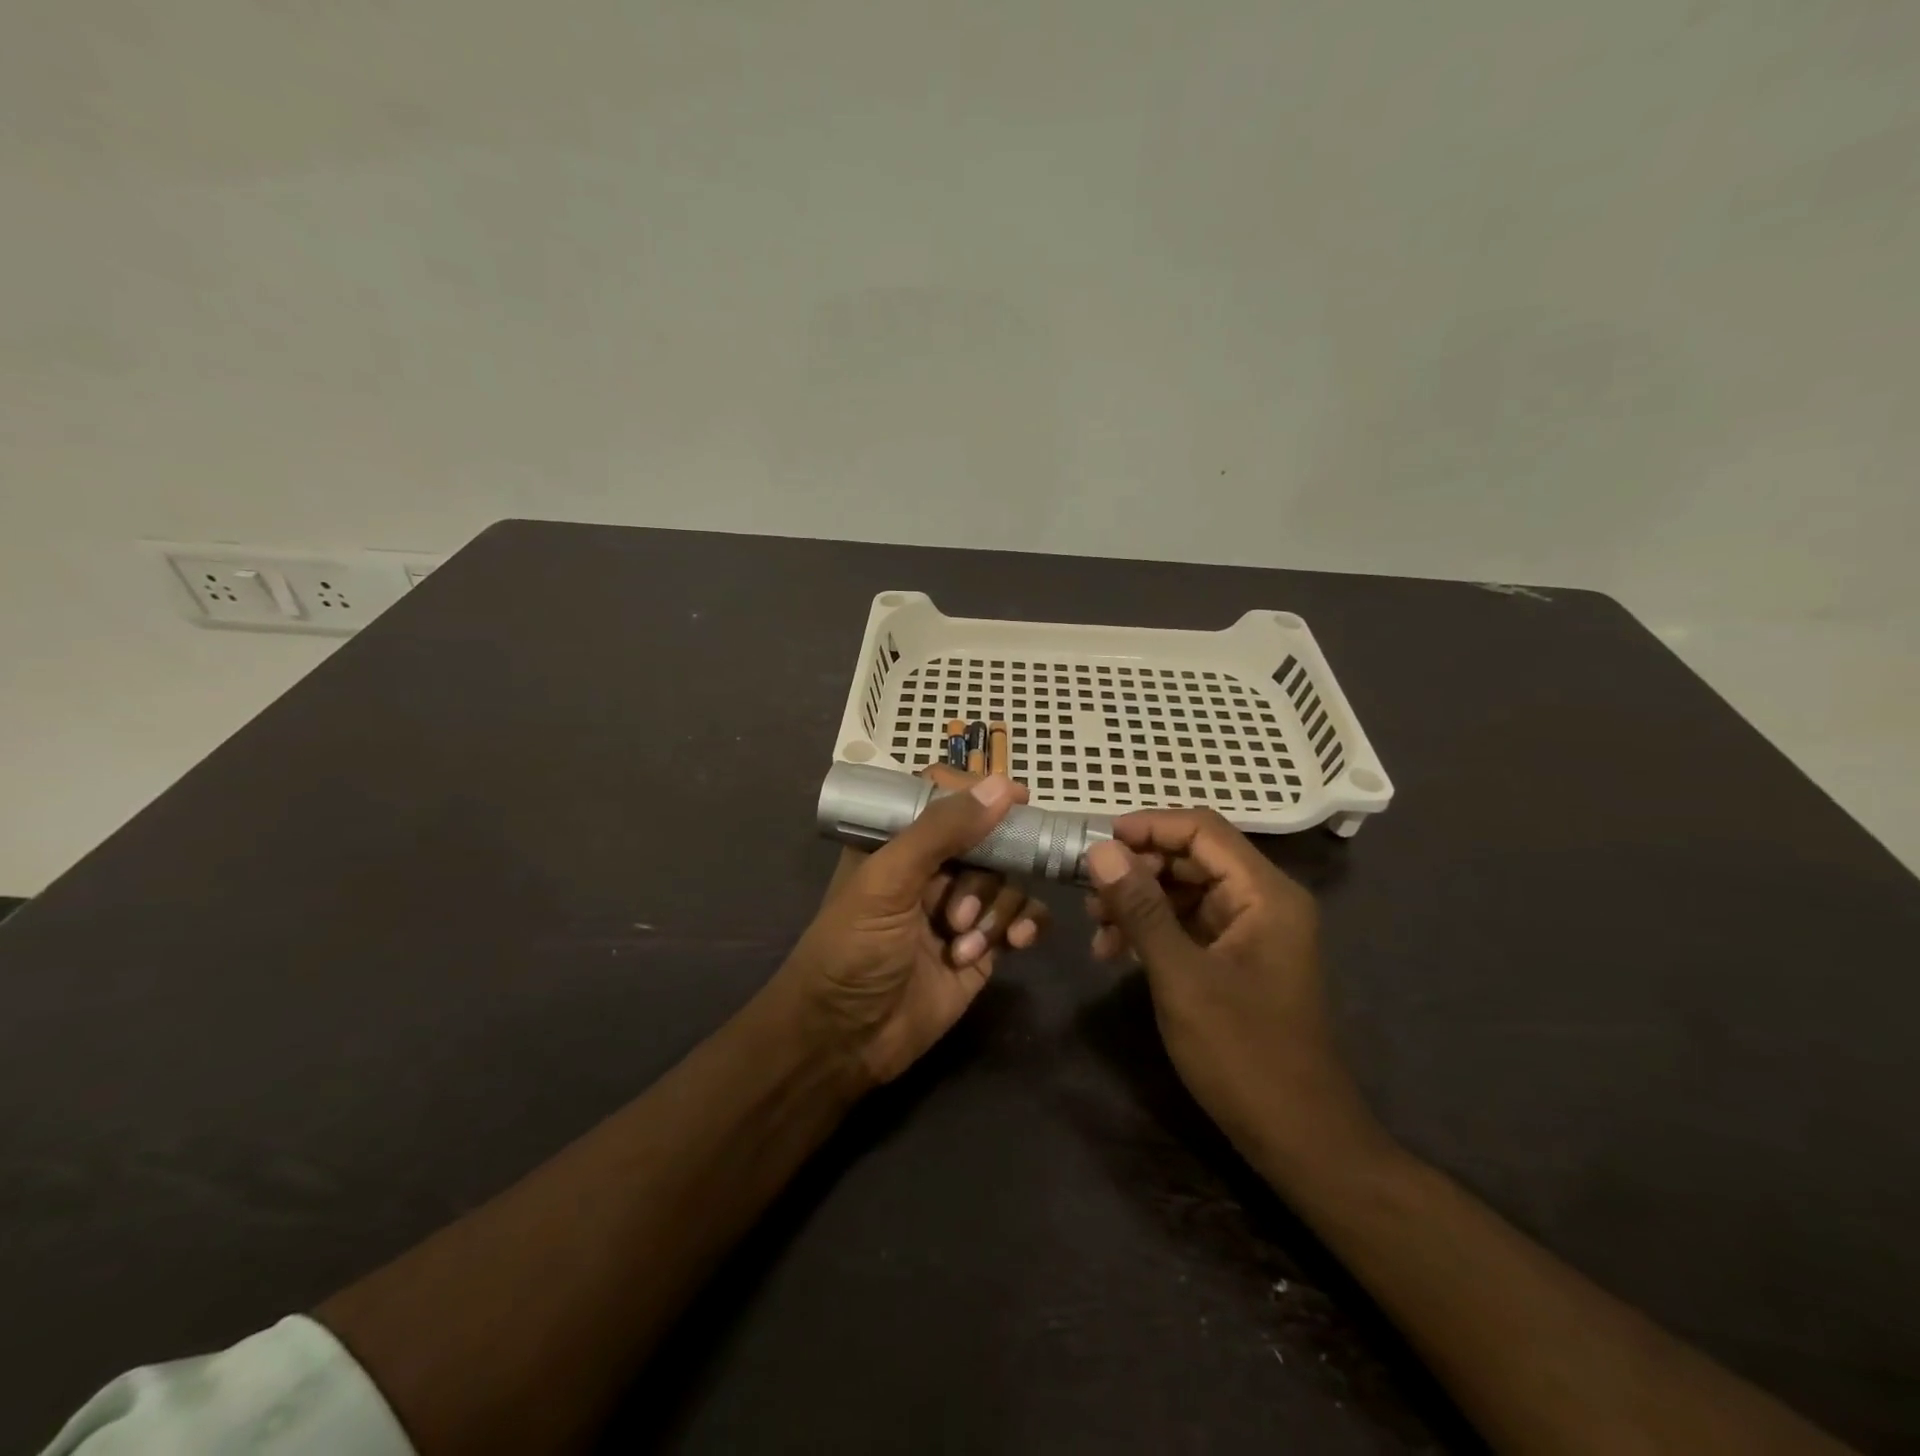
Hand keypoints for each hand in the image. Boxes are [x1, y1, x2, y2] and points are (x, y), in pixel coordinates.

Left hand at [779, 768, 1050, 1086]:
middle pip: (986, 840)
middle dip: (982, 875)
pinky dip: (1025, 924)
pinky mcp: (982, 945)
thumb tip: (1002, 785)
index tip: (1016, 800)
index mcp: (896, 841)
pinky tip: (1018, 943)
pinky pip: (1022, 916)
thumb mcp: (887, 882)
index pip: (943, 796)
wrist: (846, 1041)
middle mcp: (930, 868)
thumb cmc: (852, 951)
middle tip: (958, 913)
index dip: (978, 794)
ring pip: (1007, 880)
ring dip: (994, 910)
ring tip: (962, 945)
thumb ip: (940, 831)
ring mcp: (959, 907)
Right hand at [1083, 811, 1384, 1179]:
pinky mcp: (1238, 959)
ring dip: (1139, 900)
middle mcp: (1263, 901)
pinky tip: (1116, 951)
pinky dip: (1152, 929)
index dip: (1148, 826)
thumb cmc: (1242, 1053)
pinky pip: (1189, 924)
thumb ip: (1141, 908)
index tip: (1097, 842)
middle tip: (1089, 890)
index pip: (1202, 830)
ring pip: (1186, 891)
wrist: (1297, 1136)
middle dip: (1138, 868)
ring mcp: (1252, 931)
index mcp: (1265, 894)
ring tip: (1095, 926)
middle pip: (1193, 857)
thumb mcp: (1181, 976)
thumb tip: (1100, 850)